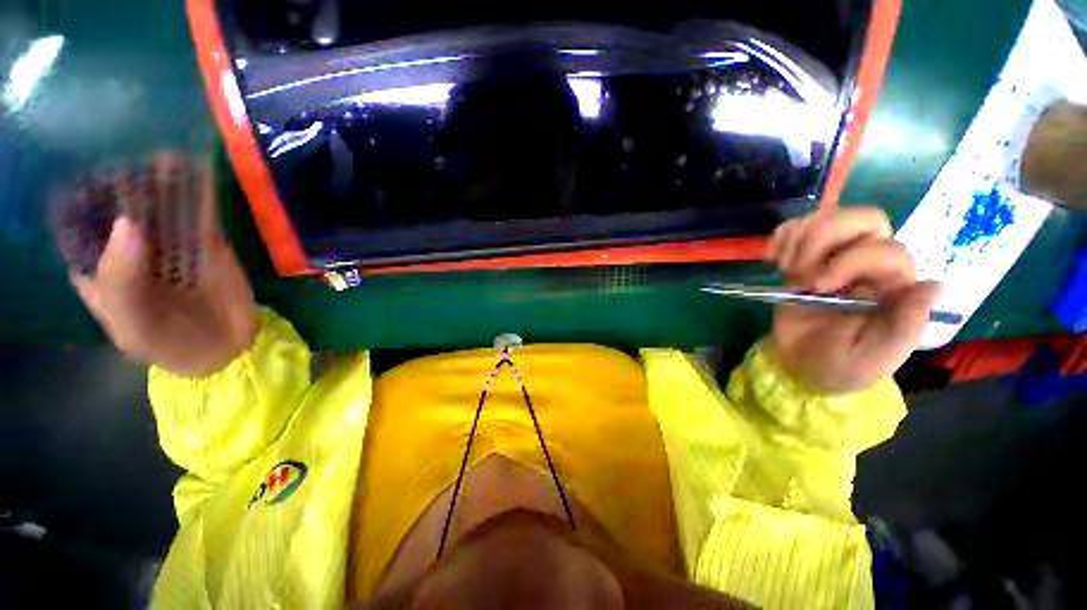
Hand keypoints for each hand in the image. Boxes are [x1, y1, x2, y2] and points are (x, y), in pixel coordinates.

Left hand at [66, 154, 259, 376]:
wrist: (225, 348)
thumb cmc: (167, 344)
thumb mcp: (134, 325)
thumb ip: (122, 282)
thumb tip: (129, 223)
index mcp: (98, 266)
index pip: (81, 224)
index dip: (82, 196)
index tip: (90, 170)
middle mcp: (129, 247)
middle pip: (123, 206)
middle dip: (126, 180)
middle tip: (133, 154)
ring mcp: (170, 241)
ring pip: (162, 204)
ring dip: (164, 178)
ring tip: (166, 151)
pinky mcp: (206, 241)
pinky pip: (199, 212)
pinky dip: (198, 189)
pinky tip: (196, 165)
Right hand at [766, 208, 940, 394]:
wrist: (801, 364)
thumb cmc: (840, 366)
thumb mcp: (874, 357)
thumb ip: (905, 326)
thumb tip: (932, 285)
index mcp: (894, 287)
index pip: (887, 250)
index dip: (851, 260)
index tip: (817, 287)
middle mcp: (871, 264)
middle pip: (866, 219)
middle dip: (825, 237)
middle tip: (798, 269)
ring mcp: (836, 258)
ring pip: (831, 217)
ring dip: (800, 237)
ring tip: (784, 266)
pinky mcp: (807, 259)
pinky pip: (799, 228)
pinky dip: (782, 236)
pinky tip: (773, 258)